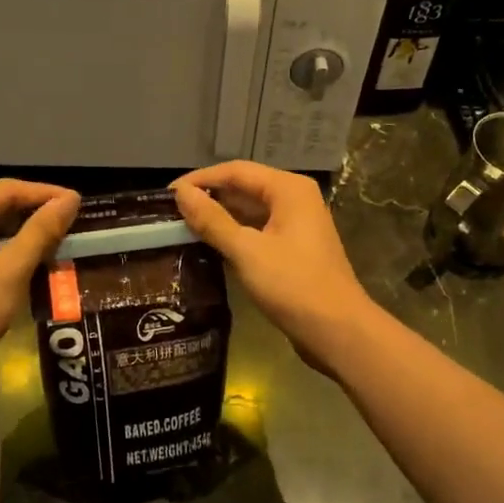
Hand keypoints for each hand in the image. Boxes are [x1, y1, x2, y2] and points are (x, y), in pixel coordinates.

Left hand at [0, 179, 78, 385]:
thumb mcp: (10, 269)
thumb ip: (41, 231)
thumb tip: (70, 200)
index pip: (4, 190)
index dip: (45, 194)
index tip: (78, 202)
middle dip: (33, 213)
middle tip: (72, 221)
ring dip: (21, 233)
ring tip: (58, 238)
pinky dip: (5, 251)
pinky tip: (31, 260)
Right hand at [172, 162, 376, 366]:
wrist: (338, 331)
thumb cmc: (293, 285)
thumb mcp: (246, 251)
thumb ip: (212, 220)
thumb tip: (180, 193)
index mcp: (288, 189)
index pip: (236, 171)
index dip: (200, 179)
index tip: (166, 195)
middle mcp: (295, 199)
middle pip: (244, 188)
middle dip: (209, 198)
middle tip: (170, 214)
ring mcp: (297, 225)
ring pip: (250, 212)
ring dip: (220, 218)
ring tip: (182, 229)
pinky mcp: (295, 249)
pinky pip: (258, 232)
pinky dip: (235, 236)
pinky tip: (209, 247)